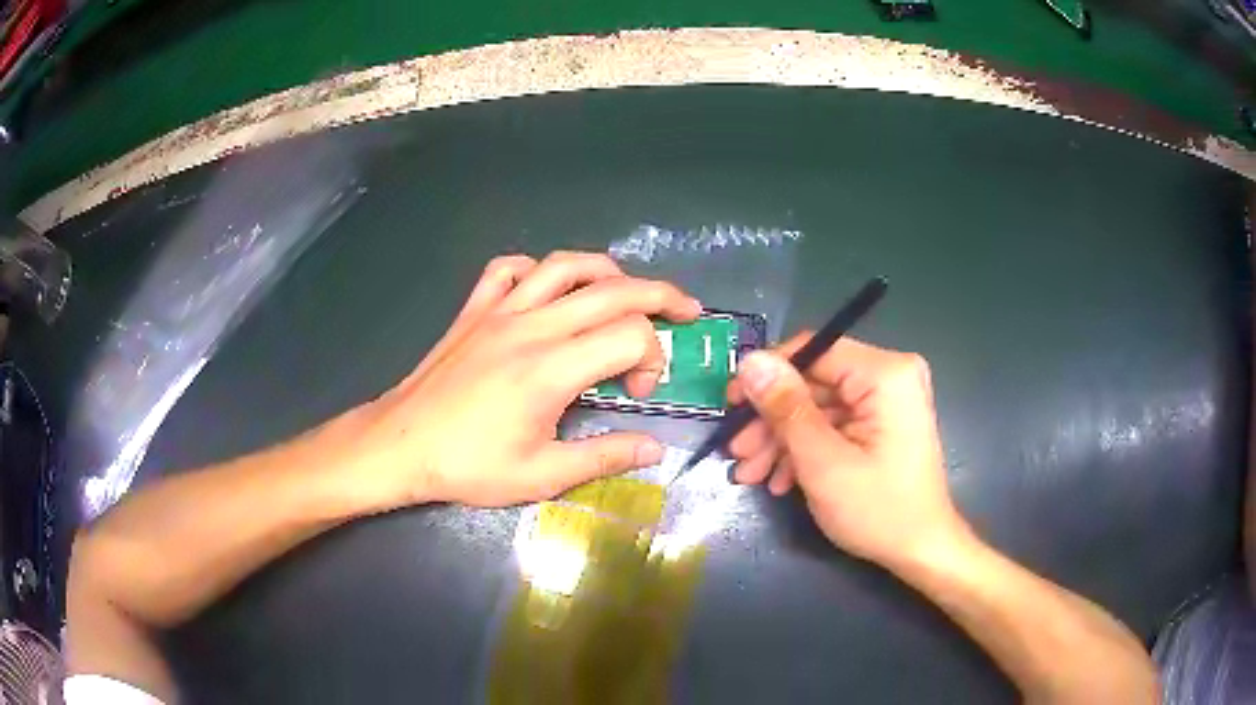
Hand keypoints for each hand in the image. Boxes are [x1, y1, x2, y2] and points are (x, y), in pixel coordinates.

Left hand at [345, 251, 700, 509]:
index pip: (630, 336)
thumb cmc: (469, 464)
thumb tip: (655, 449)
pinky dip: (537, 269)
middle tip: (687, 311)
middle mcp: (532, 326)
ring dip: (607, 271)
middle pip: (613, 290)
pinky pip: (508, 269)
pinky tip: (546, 289)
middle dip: (661, 296)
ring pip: (565, 266)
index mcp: (552, 368)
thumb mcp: (542, 475)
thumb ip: (604, 457)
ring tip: (627, 289)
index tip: (639, 393)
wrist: (401, 445)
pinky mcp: (474, 309)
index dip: (653, 359)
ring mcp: (499, 311)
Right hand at [727, 335, 969, 566]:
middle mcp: (889, 377)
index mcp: (885, 374)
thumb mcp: (824, 462)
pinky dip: (805, 450)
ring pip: (818, 408)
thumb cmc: (878, 510)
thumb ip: (786, 409)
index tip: (731, 406)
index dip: (767, 375)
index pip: (813, 350)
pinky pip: (834, 425)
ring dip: (782, 441)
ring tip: (750, 474)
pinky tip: (780, 480)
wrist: (921, 551)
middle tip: (736, 453)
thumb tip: (749, 361)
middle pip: (813, 383)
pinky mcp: (881, 425)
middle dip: (772, 422)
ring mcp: (886, 402)